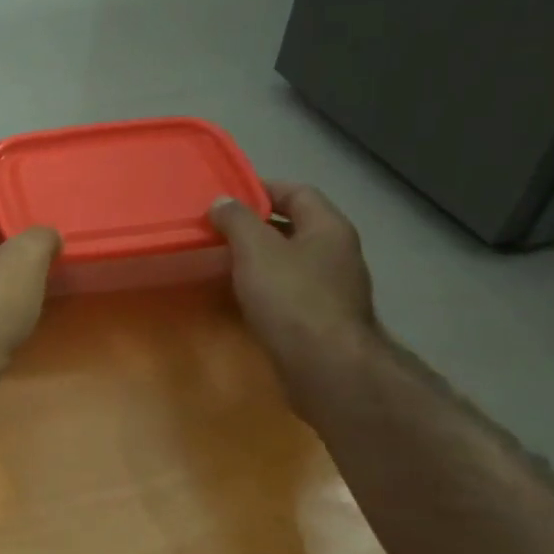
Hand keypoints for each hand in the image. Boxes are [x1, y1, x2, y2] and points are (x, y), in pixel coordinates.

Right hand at [209, 183, 379, 396]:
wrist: (325, 365)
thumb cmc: (290, 297)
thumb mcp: (255, 249)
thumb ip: (236, 219)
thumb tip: (222, 202)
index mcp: (328, 227)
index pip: (297, 192)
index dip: (262, 188)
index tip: (226, 197)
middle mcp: (337, 253)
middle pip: (294, 226)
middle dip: (256, 225)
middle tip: (217, 229)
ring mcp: (332, 288)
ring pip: (290, 261)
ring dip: (258, 258)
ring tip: (221, 261)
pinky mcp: (321, 319)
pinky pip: (289, 291)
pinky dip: (264, 287)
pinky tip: (240, 296)